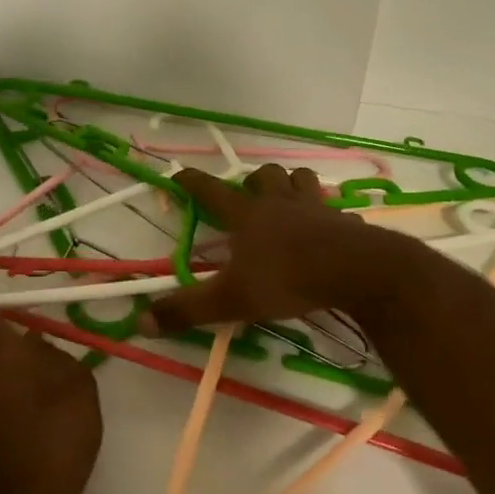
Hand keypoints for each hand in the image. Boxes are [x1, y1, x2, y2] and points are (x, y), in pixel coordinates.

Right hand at [142, 165, 421, 335]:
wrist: (354, 271)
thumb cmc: (286, 279)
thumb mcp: (230, 300)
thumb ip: (187, 310)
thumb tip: (140, 321)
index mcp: (248, 216)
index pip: (212, 191)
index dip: (193, 181)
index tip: (179, 172)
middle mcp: (280, 203)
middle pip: (264, 174)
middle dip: (253, 179)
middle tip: (248, 194)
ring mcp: (315, 208)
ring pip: (301, 178)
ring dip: (292, 183)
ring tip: (288, 198)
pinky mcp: (345, 221)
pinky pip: (335, 209)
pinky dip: (328, 214)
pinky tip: (329, 229)